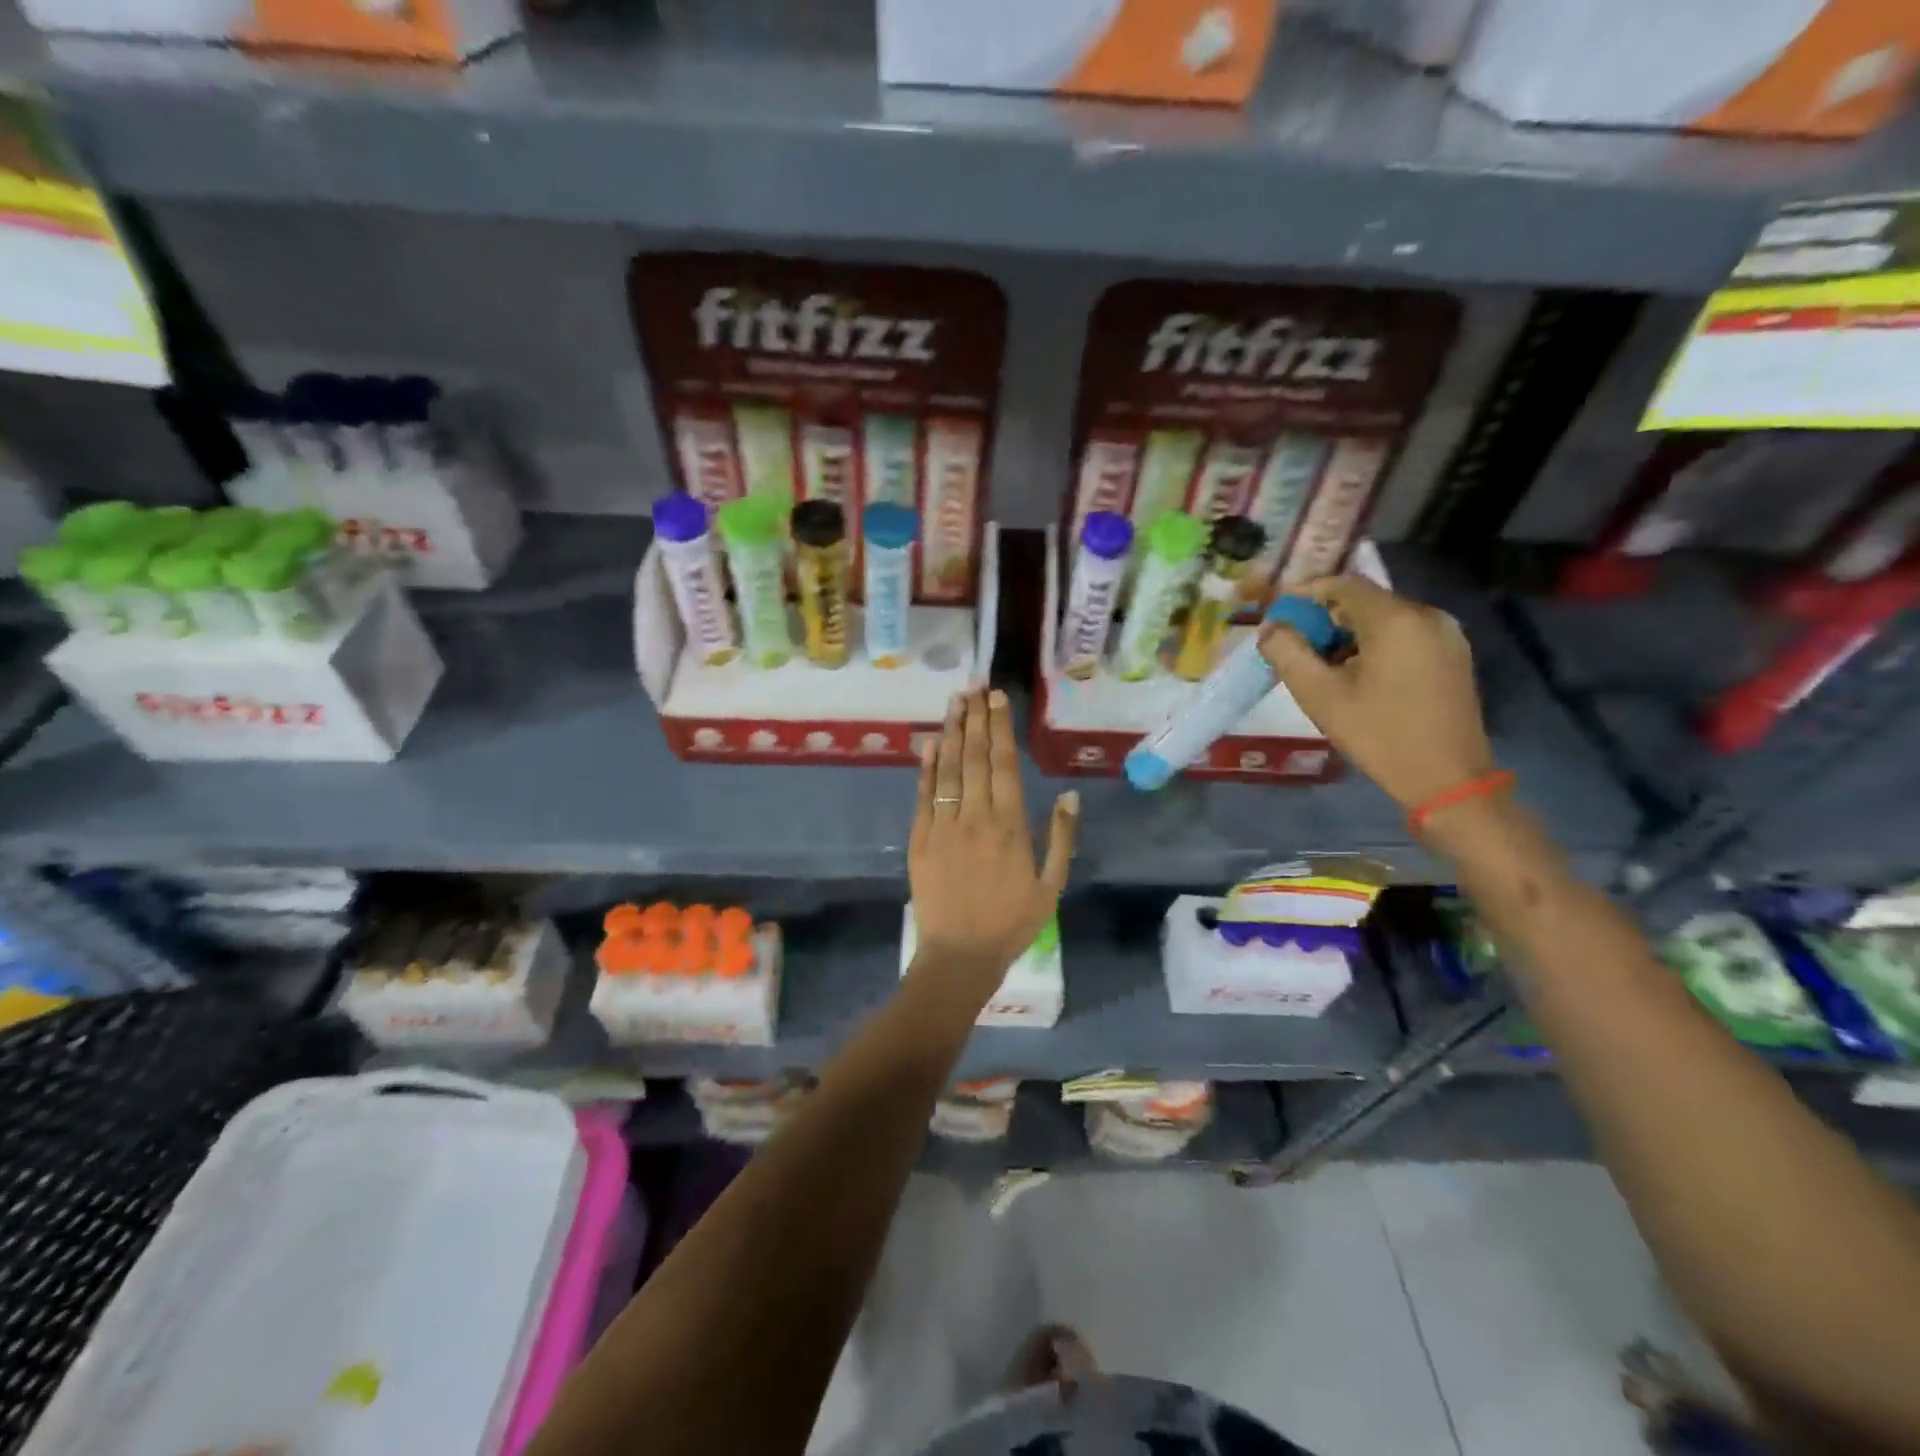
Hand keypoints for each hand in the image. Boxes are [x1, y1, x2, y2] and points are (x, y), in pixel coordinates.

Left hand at [909, 688, 1077, 982]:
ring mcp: (943, 827)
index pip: (1005, 765)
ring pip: (948, 770)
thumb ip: (1060, 839)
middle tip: (974, 686)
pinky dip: (927, 768)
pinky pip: (923, 796)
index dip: (1001, 728)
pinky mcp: (919, 840)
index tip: (997, 699)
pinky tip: (931, 743)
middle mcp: (975, 818)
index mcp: (1010, 827)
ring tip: (955, 702)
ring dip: (952, 733)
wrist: (960, 955)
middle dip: (976, 719)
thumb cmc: (1011, 922)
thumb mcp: (1051, 886)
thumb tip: (1068, 796)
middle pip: (976, 758)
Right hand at [1259, 576, 1494, 811]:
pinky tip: (1356, 674)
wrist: (1447, 779)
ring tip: (1322, 664)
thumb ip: (1288, 653)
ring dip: (1348, 633)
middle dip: (1325, 617)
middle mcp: (1427, 616)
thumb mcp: (1320, 696)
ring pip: (1385, 619)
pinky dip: (1374, 644)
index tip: (1278, 609)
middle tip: (1295, 643)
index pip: (1344, 584)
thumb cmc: (1379, 735)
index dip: (1306, 591)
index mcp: (1396, 620)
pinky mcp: (1453, 656)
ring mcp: (1446, 635)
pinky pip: (1404, 635)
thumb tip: (1271, 628)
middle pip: (1365, 601)